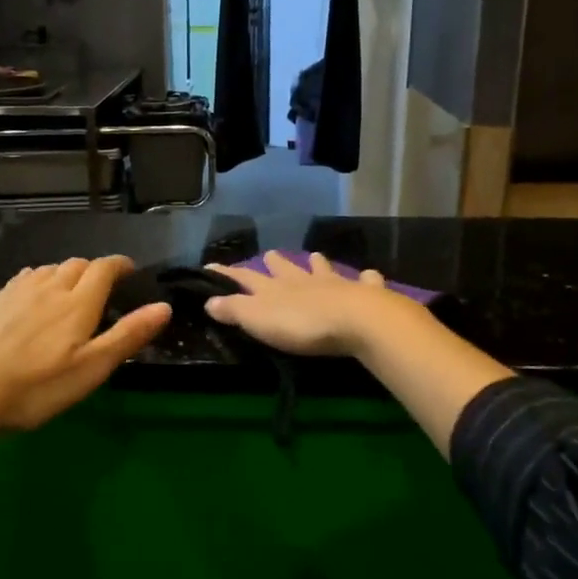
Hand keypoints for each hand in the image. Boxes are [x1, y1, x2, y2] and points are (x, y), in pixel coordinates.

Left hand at [0, 256, 169, 432]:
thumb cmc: (36, 387)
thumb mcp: (91, 369)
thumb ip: (128, 335)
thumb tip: (164, 307)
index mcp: (78, 303)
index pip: (104, 268)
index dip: (120, 264)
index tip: (129, 270)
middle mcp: (49, 287)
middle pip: (77, 264)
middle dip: (94, 269)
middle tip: (102, 288)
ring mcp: (16, 292)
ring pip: (49, 269)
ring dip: (66, 273)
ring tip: (69, 292)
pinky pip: (23, 279)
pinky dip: (38, 280)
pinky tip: (32, 297)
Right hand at [202, 251, 425, 357]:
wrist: (355, 320)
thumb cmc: (301, 324)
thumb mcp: (258, 319)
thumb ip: (233, 310)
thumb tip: (207, 300)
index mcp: (274, 288)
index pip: (244, 277)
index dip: (227, 274)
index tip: (211, 266)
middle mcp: (302, 280)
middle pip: (285, 268)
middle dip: (275, 262)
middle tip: (269, 254)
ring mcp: (335, 284)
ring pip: (322, 269)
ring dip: (317, 264)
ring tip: (314, 257)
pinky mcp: (364, 293)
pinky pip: (366, 281)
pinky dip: (366, 278)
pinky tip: (370, 275)